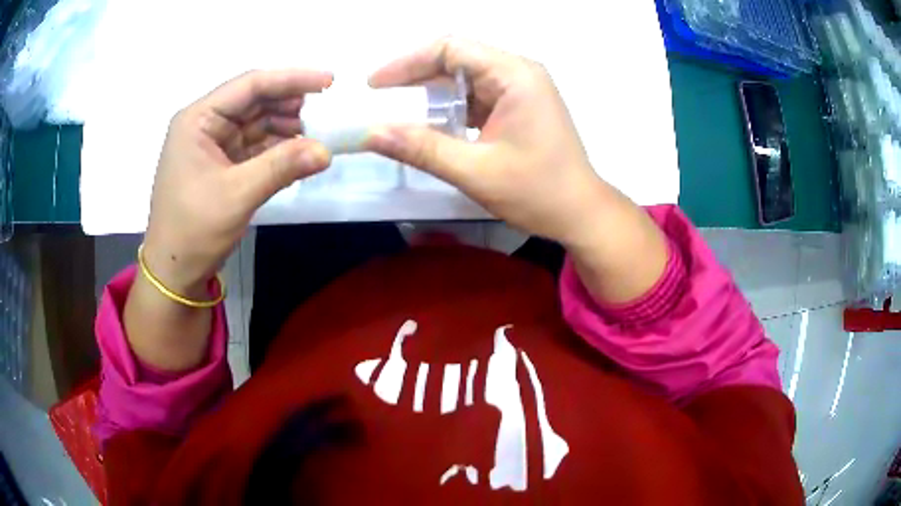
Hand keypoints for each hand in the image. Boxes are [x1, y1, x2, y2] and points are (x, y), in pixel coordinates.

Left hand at [143, 69, 332, 295]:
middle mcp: (205, 124)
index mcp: (198, 119)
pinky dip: (277, 148)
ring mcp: (213, 144)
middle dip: (290, 104)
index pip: (249, 85)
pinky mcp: (221, 164)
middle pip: (254, 101)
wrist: (173, 272)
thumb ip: (281, 167)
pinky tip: (299, 152)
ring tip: (318, 134)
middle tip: (327, 112)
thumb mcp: (237, 195)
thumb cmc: (193, 230)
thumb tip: (327, 151)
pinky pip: (254, 146)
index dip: (291, 79)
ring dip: (286, 127)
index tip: (329, 82)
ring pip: (256, 123)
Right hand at [365, 38, 606, 245]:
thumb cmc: (538, 193)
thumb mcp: (475, 171)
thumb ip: (421, 149)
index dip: (407, 62)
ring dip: (432, 93)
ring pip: (465, 77)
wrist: (581, 214)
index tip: (375, 84)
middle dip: (416, 76)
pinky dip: (451, 107)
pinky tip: (431, 124)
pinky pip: (477, 95)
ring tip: (399, 112)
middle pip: (457, 58)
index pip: (451, 48)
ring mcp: (521, 89)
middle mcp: (519, 72)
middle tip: (382, 99)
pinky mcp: (519, 106)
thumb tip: (370, 133)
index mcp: (515, 75)